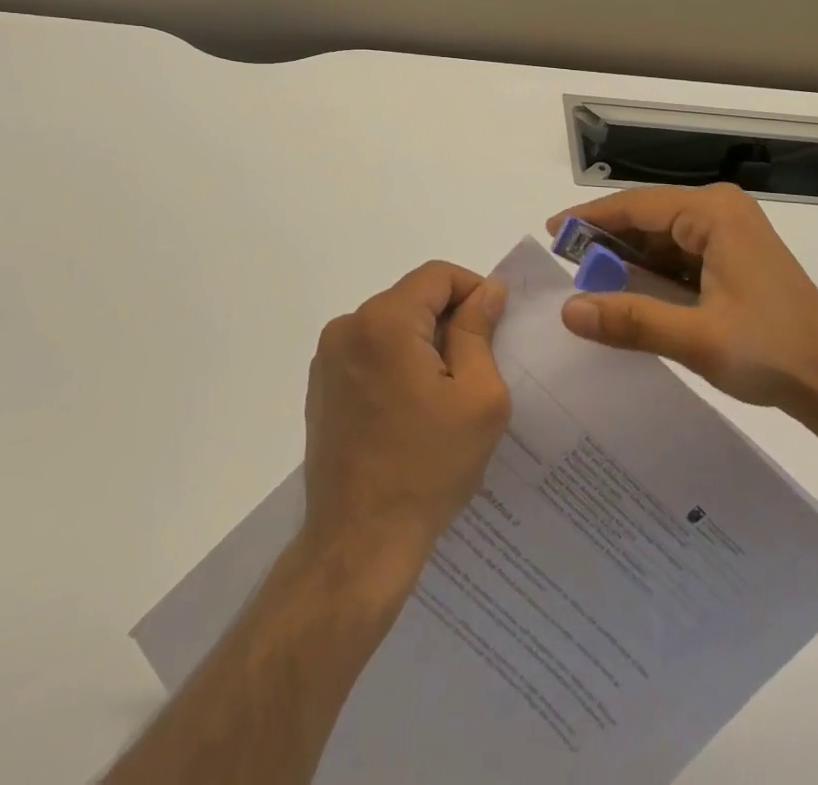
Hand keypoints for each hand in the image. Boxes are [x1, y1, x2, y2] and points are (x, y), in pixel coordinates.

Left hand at [300, 262, 511, 593]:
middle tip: (477, 368)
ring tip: (445, 395)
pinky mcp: (321, 385)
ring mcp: (328, 357)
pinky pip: (370, 352)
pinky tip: (411, 411)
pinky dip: (396, 363)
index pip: (438, 275)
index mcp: (385, 321)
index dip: (473, 291)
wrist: (359, 542)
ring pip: (392, 325)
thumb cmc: (428, 467)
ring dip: (423, 344)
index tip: (495, 327)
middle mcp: (348, 326)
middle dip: (449, 321)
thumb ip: (480, 331)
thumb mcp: (477, 396)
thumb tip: (488, 289)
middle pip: (412, 298)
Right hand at [547, 184, 817, 419]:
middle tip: (567, 266)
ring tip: (591, 282)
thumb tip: (568, 310)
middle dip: (608, 242)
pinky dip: (654, 271)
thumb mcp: (696, 337)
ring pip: (663, 236)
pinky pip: (681, 253)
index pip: (636, 205)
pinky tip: (631, 292)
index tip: (552, 232)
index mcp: (713, 213)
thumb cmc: (771, 351)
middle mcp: (720, 210)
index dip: (590, 218)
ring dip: (630, 259)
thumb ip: (630, 319)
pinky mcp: (735, 254)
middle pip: (648, 217)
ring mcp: (731, 231)